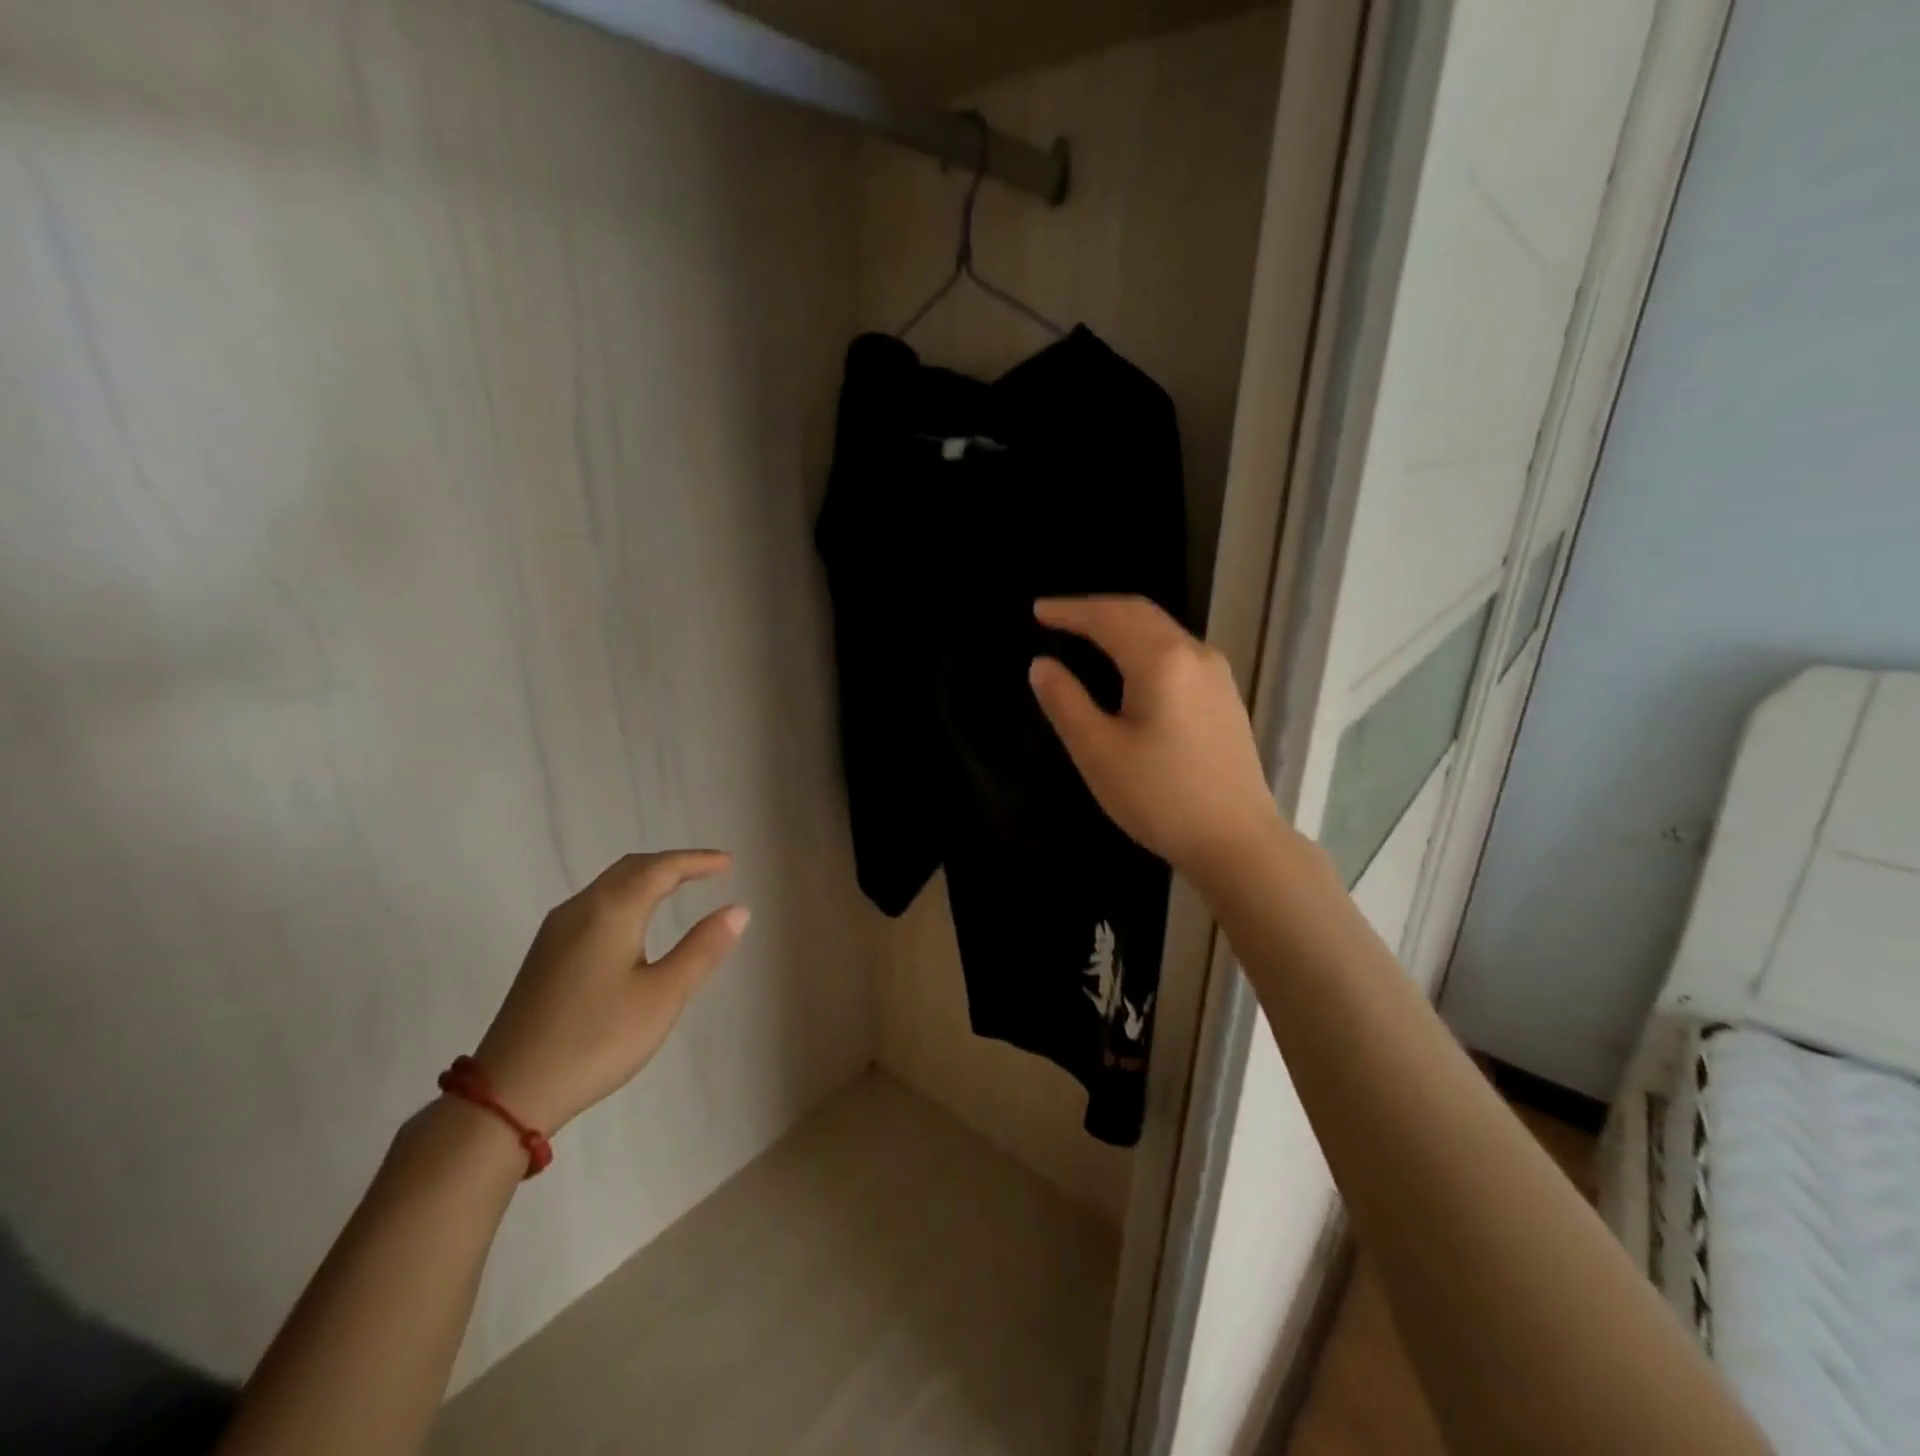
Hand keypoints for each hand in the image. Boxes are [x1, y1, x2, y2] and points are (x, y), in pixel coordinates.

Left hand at [471, 851, 748, 1132]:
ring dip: (648, 878)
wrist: (508, 1093)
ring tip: (680, 887)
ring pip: (609, 885)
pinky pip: (595, 904)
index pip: (661, 868)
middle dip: (673, 863)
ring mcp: (556, 931)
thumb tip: (738, 910)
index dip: (698, 861)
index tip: (729, 863)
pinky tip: (635, 921)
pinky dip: (627, 896)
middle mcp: (580, 909)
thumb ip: (702, 949)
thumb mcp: (663, 996)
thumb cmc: (597, 1040)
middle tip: (709, 870)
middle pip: (632, 868)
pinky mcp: (545, 954)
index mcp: (611, 911)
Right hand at [1029, 597, 1286, 887]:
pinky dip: (1143, 644)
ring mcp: (1217, 675)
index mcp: (1162, 661)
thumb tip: (1041, 665)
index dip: (1070, 611)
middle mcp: (1195, 654)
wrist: (1237, 842)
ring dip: (1121, 624)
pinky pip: (1177, 652)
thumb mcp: (1098, 752)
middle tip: (1057, 617)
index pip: (1108, 617)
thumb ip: (1065, 702)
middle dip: (1095, 610)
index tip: (1037, 611)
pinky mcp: (1225, 697)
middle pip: (1140, 614)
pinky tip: (1129, 665)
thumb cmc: (1159, 797)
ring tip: (1086, 634)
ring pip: (1162, 631)